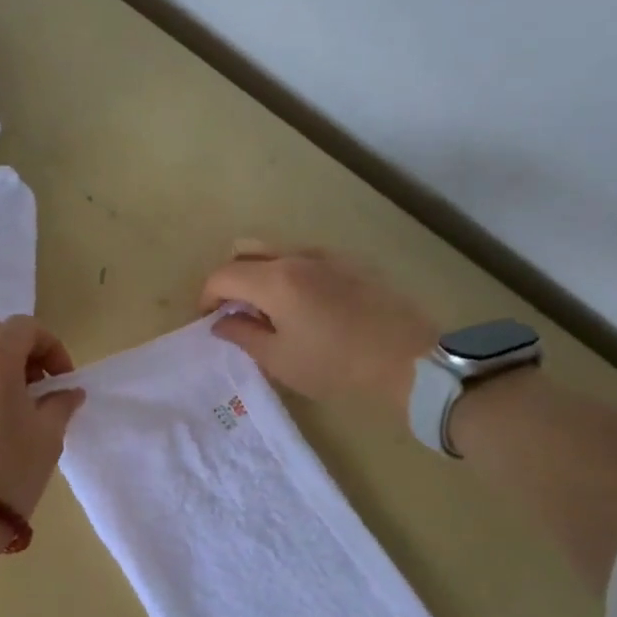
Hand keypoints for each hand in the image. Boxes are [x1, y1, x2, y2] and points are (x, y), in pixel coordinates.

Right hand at [200, 243, 436, 405]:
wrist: (409, 359)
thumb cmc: (336, 365)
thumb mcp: (280, 359)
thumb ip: (243, 335)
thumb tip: (221, 322)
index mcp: (275, 279)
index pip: (223, 275)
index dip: (207, 297)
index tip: (209, 321)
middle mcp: (297, 256)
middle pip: (247, 252)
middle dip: (231, 278)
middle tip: (234, 311)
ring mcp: (327, 256)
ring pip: (278, 252)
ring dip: (261, 275)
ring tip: (269, 311)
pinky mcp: (351, 263)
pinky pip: (306, 259)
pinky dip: (289, 275)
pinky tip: (304, 307)